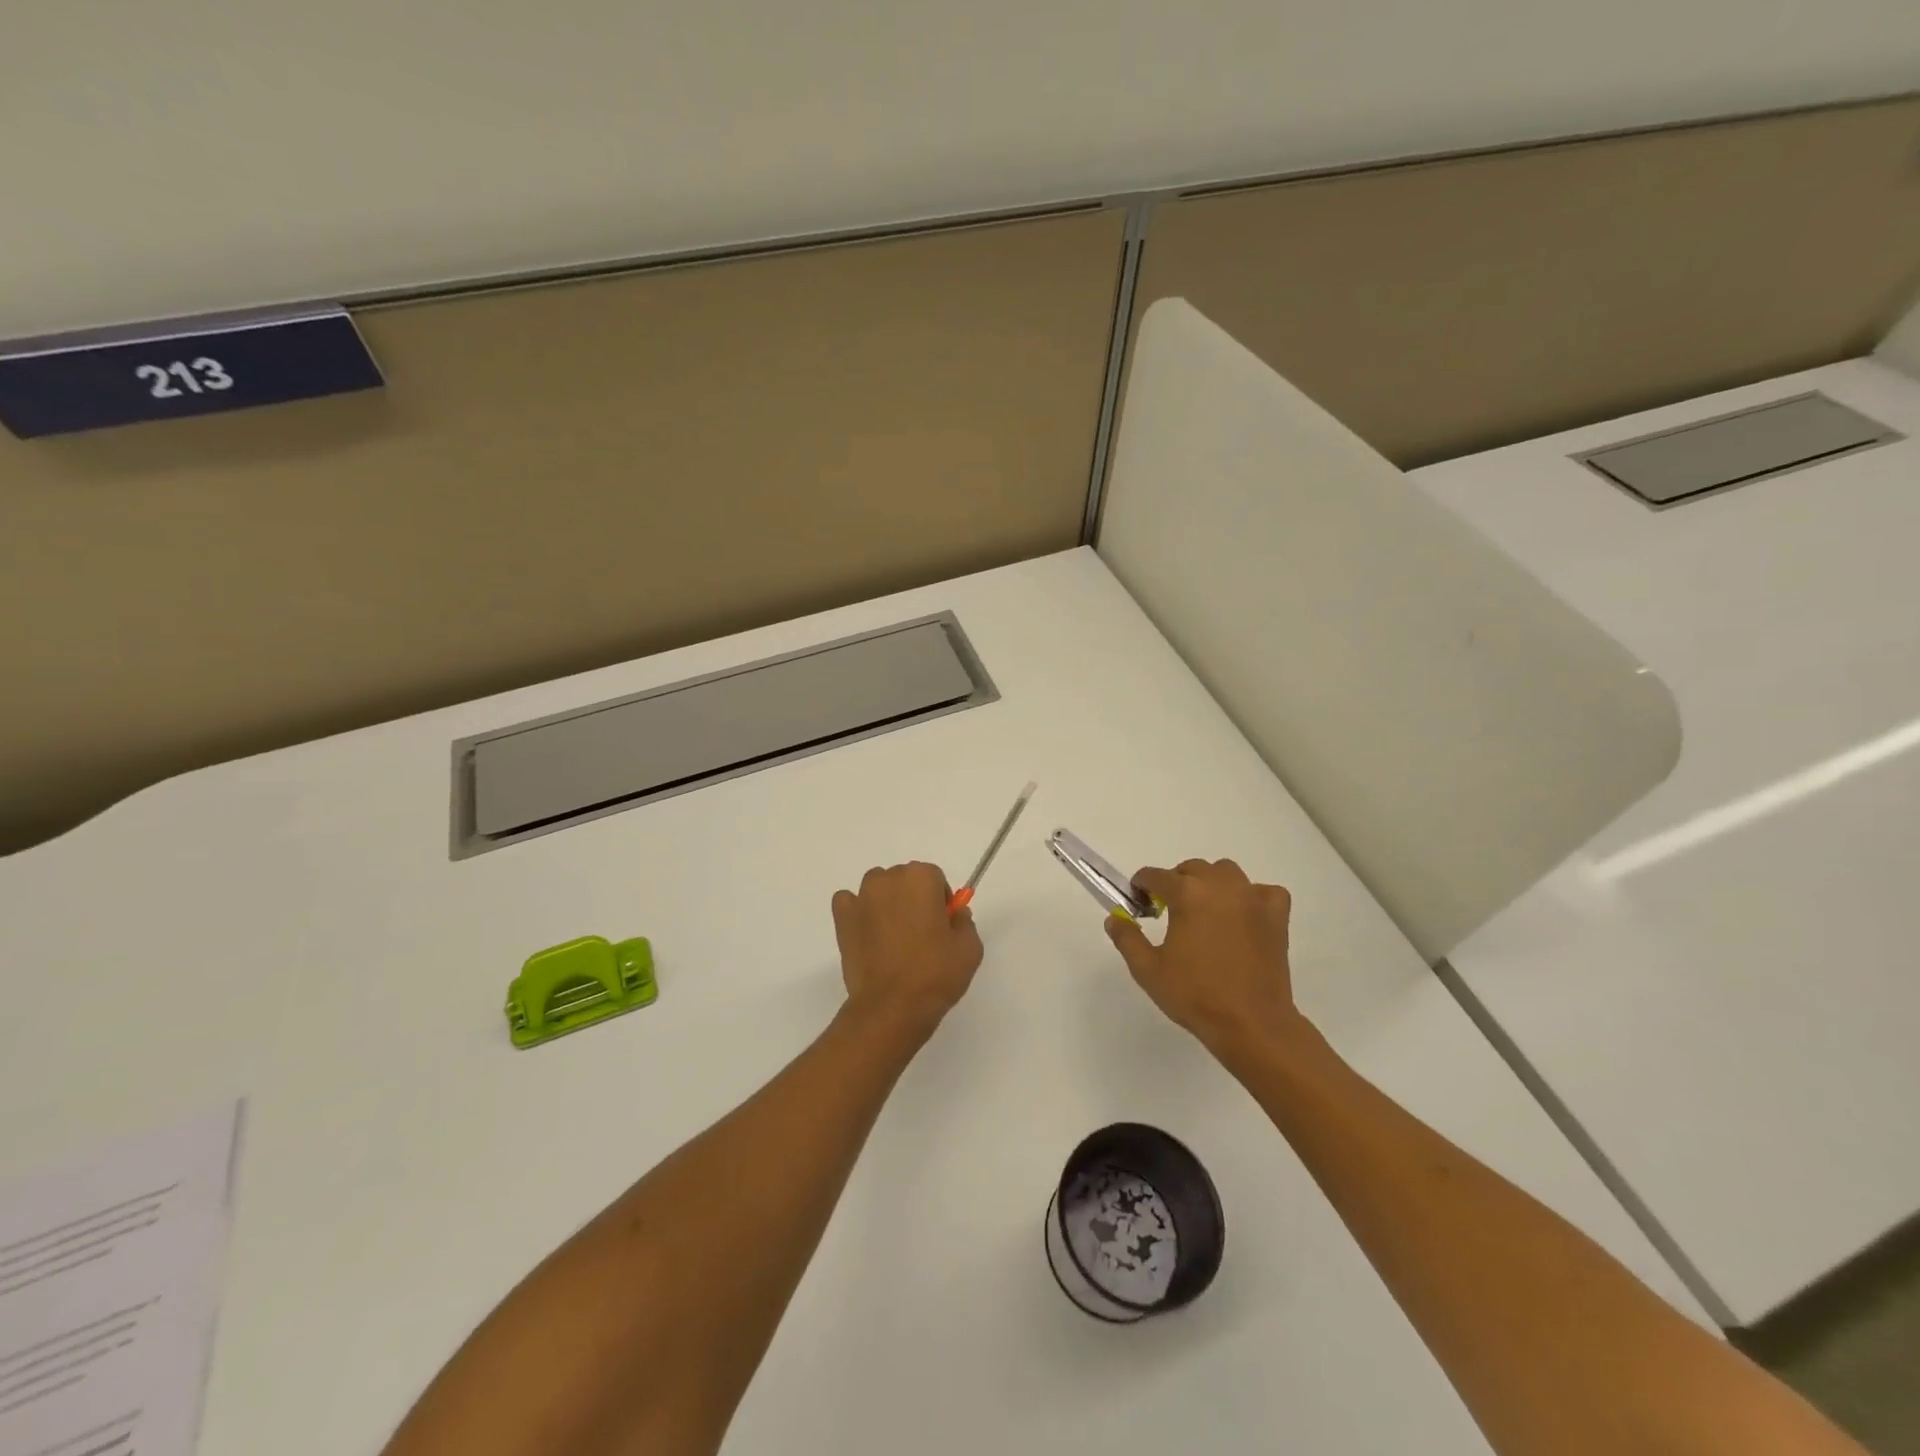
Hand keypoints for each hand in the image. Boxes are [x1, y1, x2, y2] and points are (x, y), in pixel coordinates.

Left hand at [832, 862, 984, 1036]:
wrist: (892, 1007)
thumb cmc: (935, 974)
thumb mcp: (970, 949)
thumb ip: (964, 922)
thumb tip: (955, 914)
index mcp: (921, 878)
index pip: (934, 878)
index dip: (940, 901)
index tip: (942, 926)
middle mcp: (888, 879)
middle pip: (905, 880)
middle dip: (913, 899)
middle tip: (920, 934)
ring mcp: (861, 897)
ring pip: (878, 889)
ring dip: (886, 903)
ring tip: (893, 938)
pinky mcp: (842, 918)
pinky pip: (849, 903)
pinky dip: (858, 913)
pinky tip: (868, 934)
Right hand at [1104, 858, 1302, 1058]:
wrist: (1251, 1024)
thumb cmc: (1195, 995)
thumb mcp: (1148, 970)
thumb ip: (1127, 938)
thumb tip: (1114, 918)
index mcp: (1187, 894)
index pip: (1155, 875)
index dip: (1141, 886)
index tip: (1138, 901)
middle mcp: (1220, 886)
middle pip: (1191, 869)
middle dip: (1176, 882)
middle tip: (1169, 910)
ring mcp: (1252, 898)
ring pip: (1226, 872)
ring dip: (1211, 883)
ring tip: (1205, 909)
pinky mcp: (1276, 916)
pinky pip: (1264, 891)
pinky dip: (1252, 896)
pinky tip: (1244, 915)